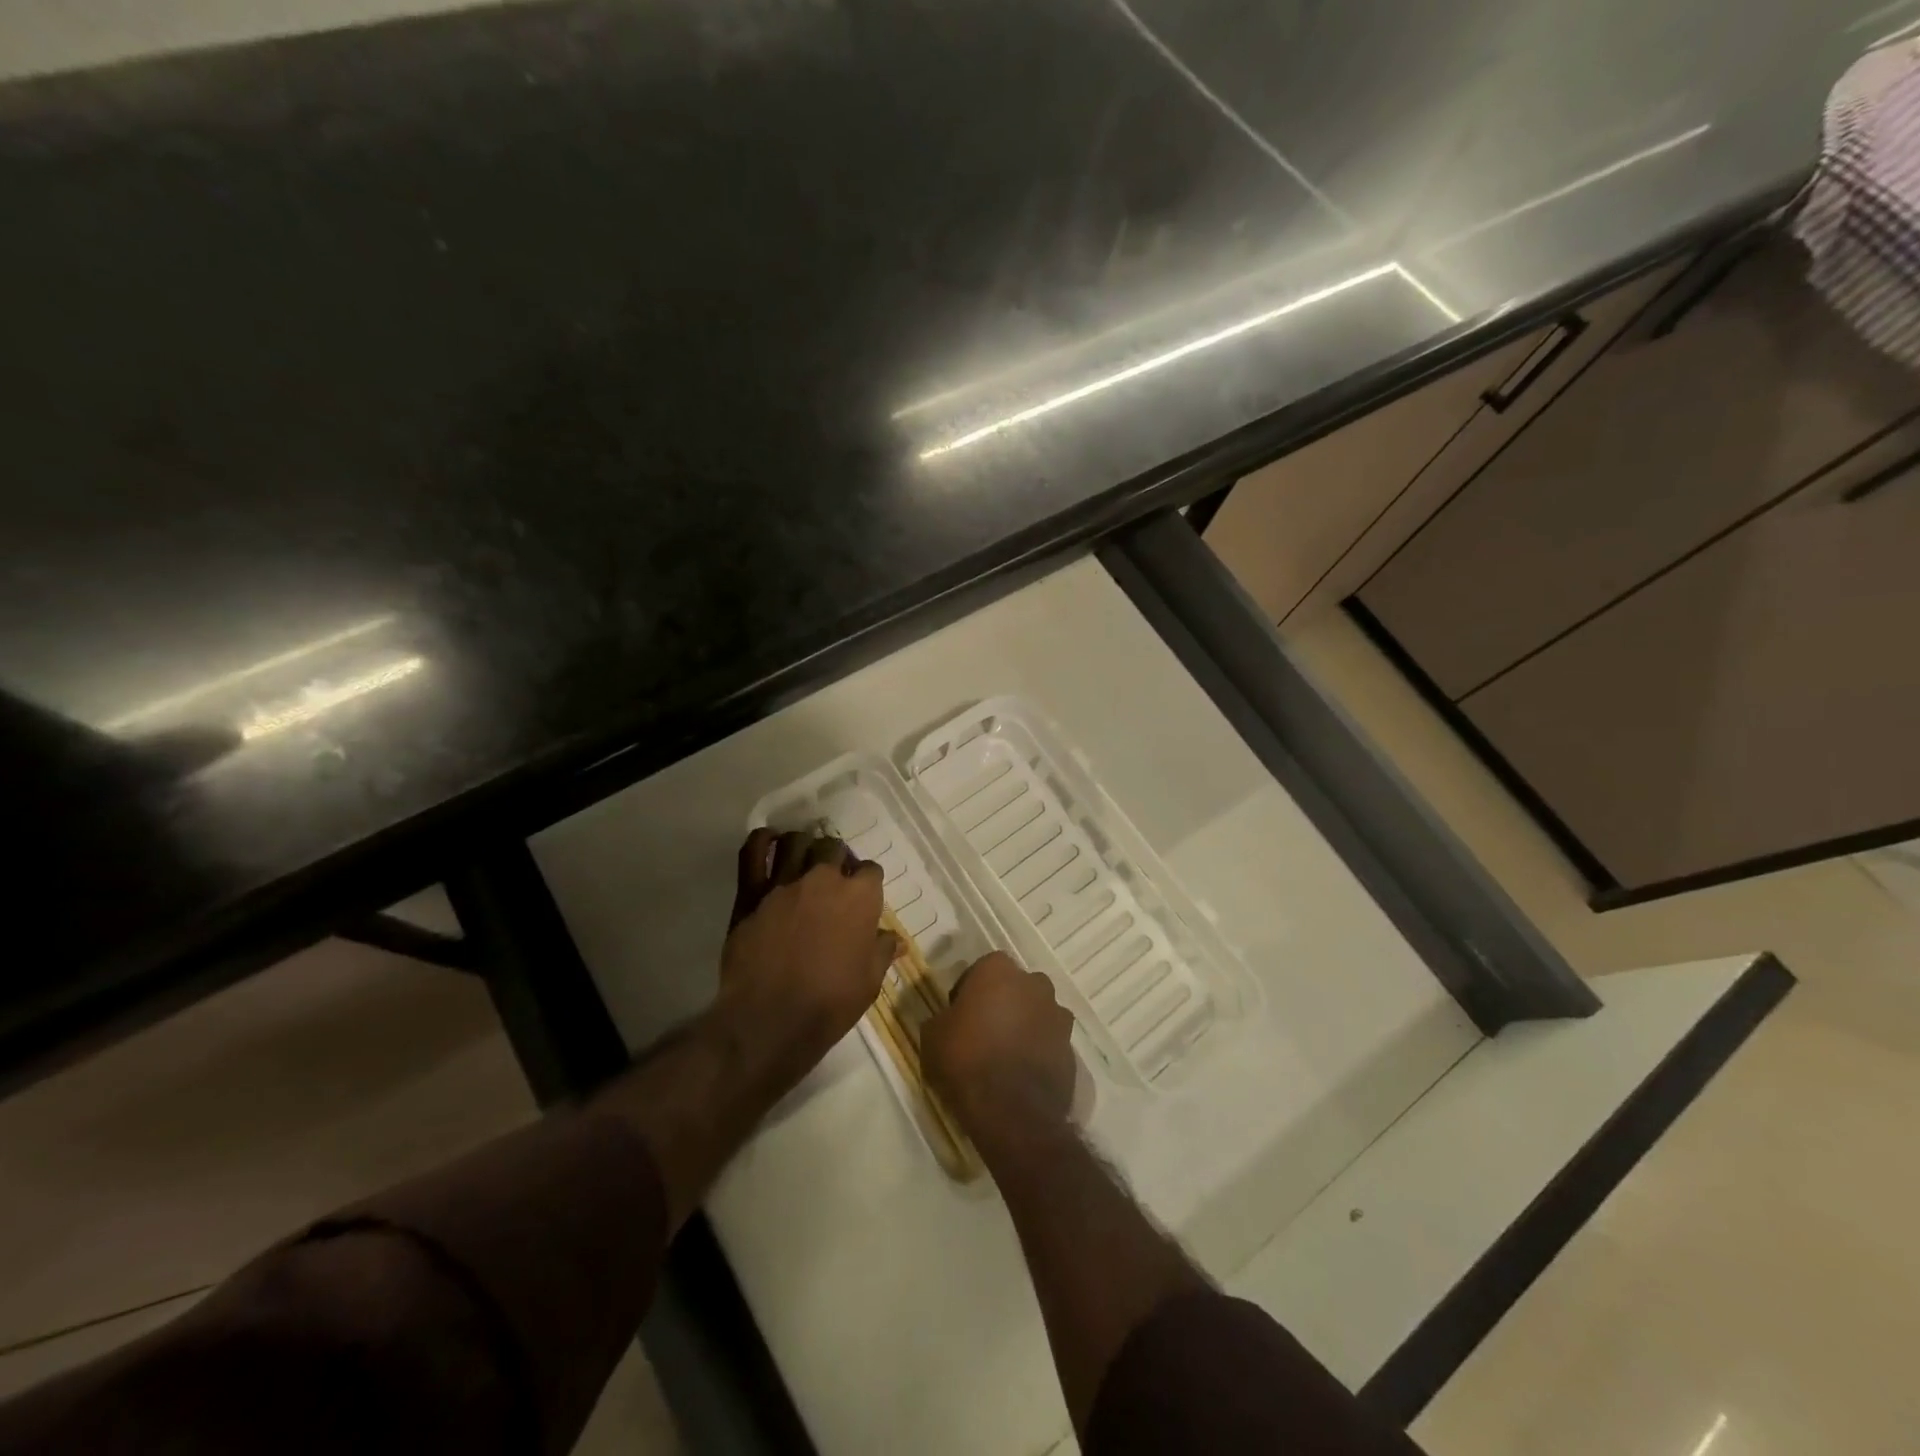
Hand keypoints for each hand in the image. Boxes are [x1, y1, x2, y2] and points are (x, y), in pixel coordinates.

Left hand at [716, 828, 899, 1082]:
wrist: (770, 1020)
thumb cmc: (830, 1003)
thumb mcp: (869, 982)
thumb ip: (881, 951)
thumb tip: (894, 939)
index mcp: (860, 897)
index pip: (871, 871)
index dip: (867, 883)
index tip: (863, 899)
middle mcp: (824, 878)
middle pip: (834, 848)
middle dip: (837, 859)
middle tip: (833, 879)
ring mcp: (785, 881)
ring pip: (797, 842)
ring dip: (804, 846)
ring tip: (803, 857)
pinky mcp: (752, 892)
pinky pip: (753, 852)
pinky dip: (762, 841)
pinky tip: (769, 841)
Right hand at [922, 952, 1076, 1147]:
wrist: (1011, 1111)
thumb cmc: (966, 1060)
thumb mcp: (932, 1035)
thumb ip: (943, 1017)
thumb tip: (949, 1019)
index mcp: (998, 971)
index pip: (982, 969)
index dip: (969, 990)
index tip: (959, 1013)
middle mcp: (1034, 984)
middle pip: (1015, 987)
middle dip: (1002, 1002)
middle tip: (983, 1031)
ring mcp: (1057, 1015)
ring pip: (1036, 1012)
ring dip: (1023, 1025)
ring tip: (1004, 1054)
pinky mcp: (1071, 1048)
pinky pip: (1049, 1041)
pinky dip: (1038, 1050)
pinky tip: (1021, 1073)